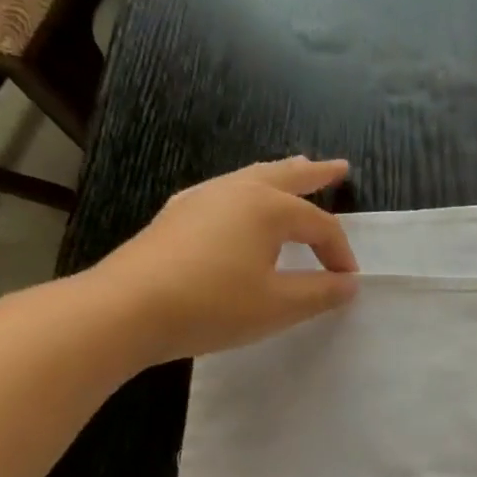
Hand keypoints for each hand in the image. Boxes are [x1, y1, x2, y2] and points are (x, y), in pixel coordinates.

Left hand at [88, 157, 358, 362]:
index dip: (339, 252)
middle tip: (339, 167)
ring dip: (280, 175)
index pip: (319, 224)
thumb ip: (320, 292)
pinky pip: (227, 192)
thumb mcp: (279, 305)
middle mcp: (236, 192)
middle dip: (315, 173)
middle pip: (285, 176)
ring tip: (295, 170)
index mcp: (267, 208)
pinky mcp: (178, 216)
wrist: (127, 310)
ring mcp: (201, 199)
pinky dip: (249, 191)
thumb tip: (349, 283)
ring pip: (251, 177)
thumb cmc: (213, 305)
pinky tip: (244, 205)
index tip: (347, 282)